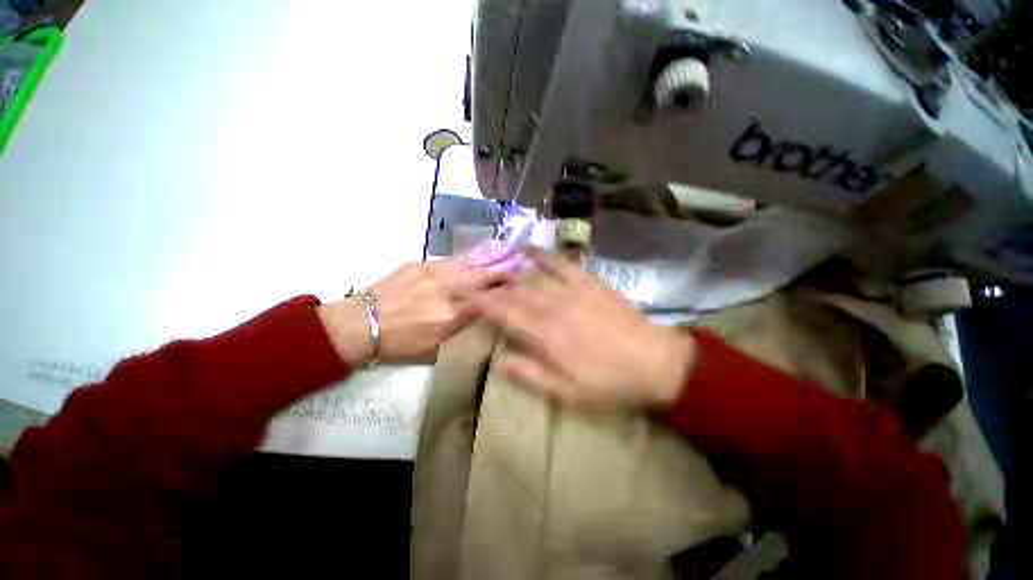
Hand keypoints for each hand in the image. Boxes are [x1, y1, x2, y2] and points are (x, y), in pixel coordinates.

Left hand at [319, 243, 515, 366]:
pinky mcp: (420, 265)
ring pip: (469, 263)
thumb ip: (460, 329)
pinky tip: (477, 252)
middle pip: (483, 277)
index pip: (488, 300)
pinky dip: (468, 256)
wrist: (361, 325)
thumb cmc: (399, 344)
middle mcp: (449, 291)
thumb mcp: (435, 349)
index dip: (505, 291)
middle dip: (504, 268)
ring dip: (490, 256)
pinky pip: (451, 259)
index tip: (520, 284)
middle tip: (521, 260)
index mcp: (454, 315)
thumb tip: (478, 314)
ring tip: (506, 249)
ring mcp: (434, 274)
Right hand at [475, 247, 696, 409]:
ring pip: (531, 278)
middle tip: (468, 282)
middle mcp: (552, 307)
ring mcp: (570, 291)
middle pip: (513, 293)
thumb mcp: (566, 393)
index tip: (461, 296)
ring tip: (489, 268)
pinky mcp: (587, 282)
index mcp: (544, 335)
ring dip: (507, 273)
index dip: (479, 304)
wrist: (654, 362)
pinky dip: (542, 254)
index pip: (502, 314)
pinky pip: (560, 264)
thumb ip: (529, 374)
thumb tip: (498, 360)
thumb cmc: (608, 383)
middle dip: (487, 287)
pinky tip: (527, 249)